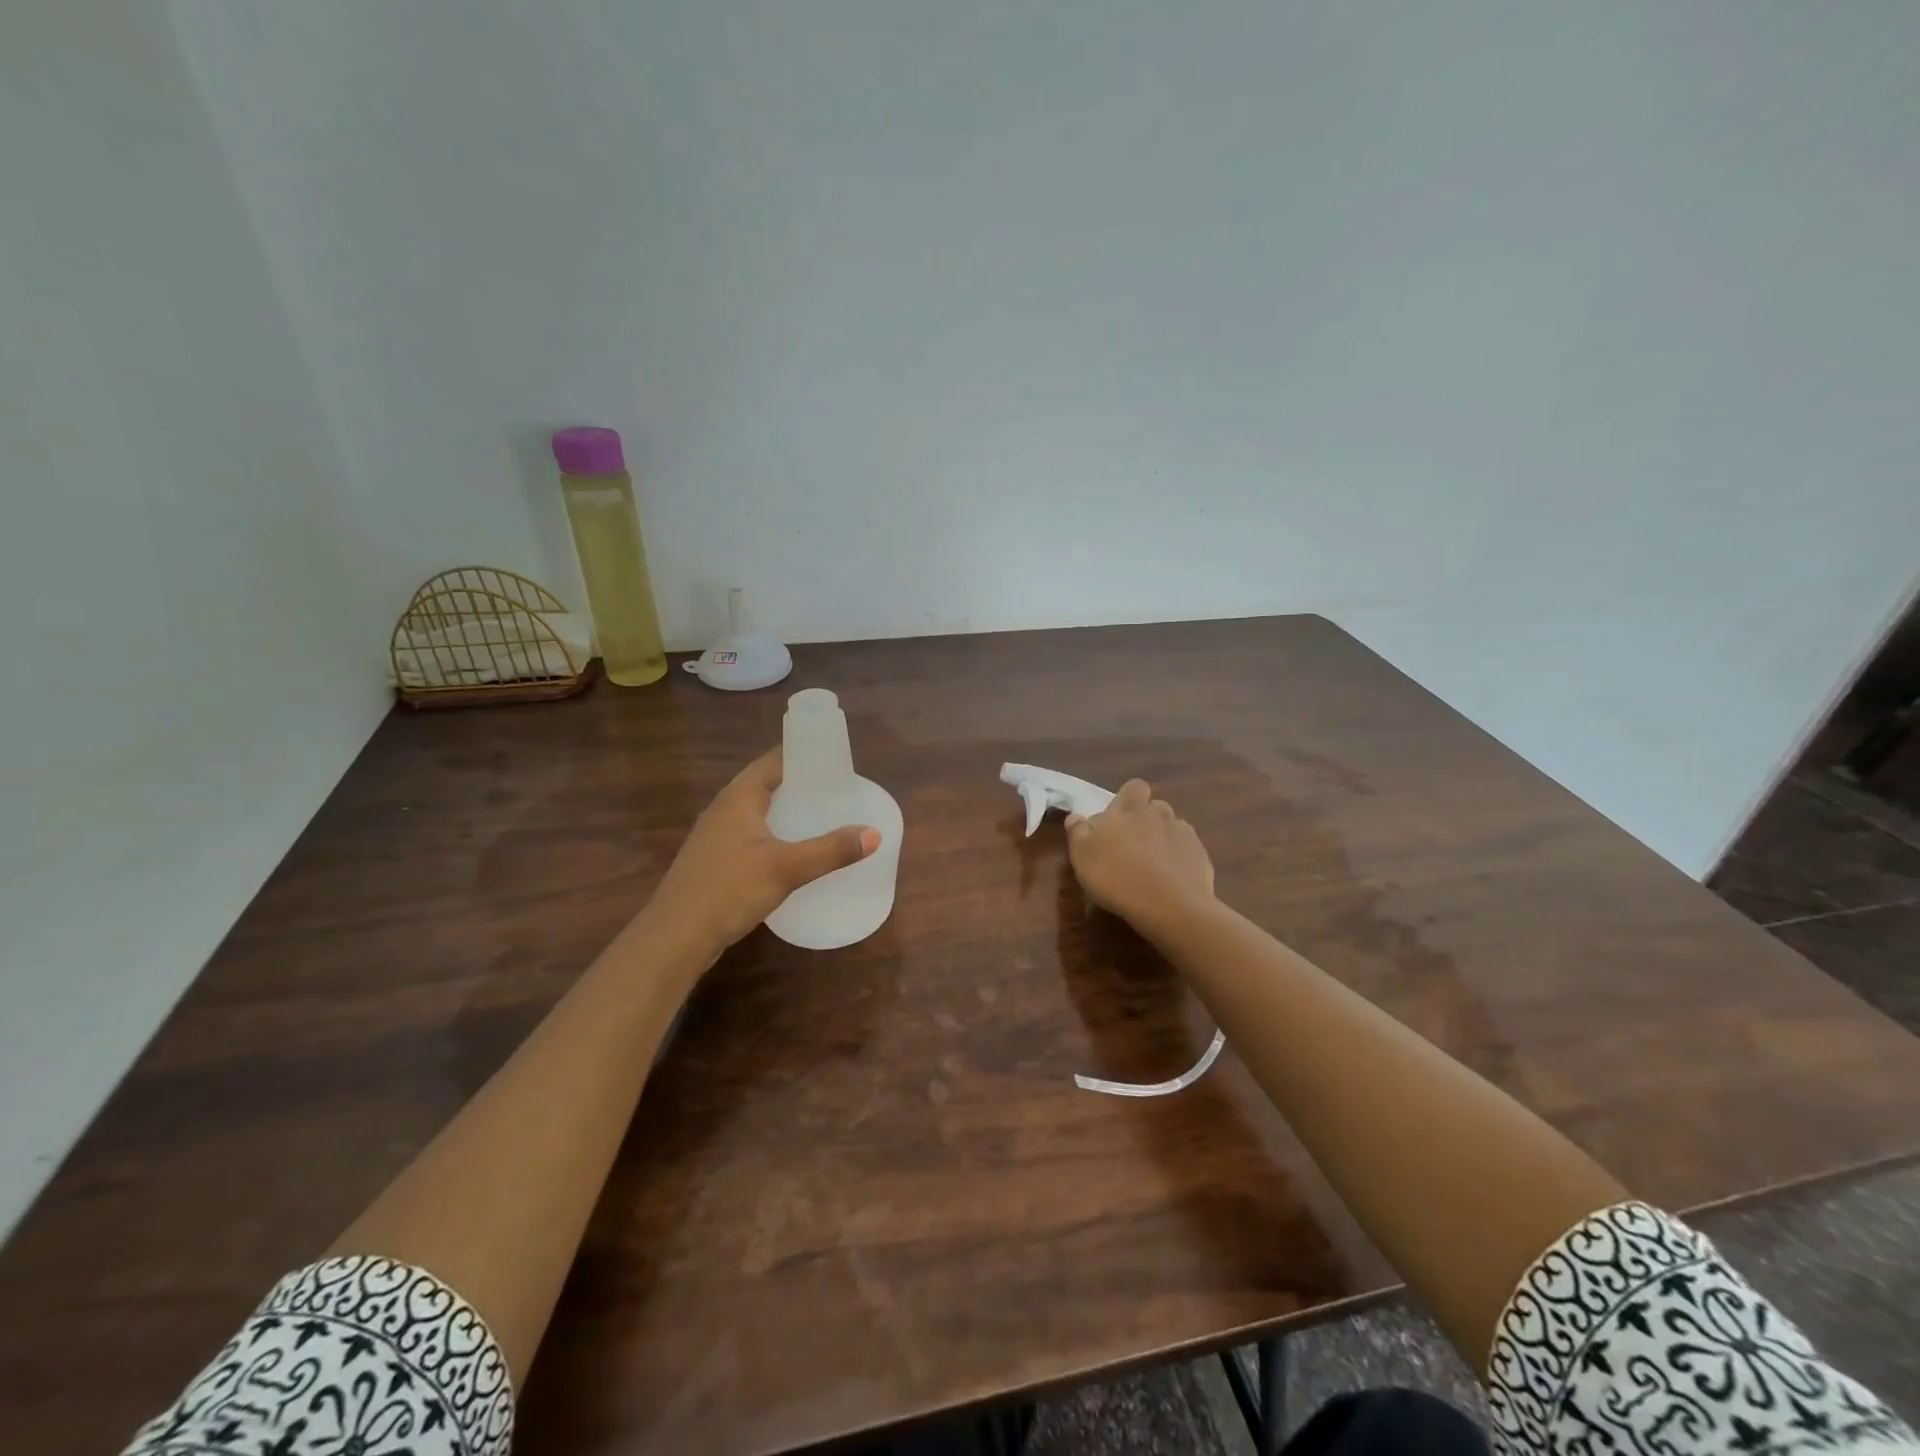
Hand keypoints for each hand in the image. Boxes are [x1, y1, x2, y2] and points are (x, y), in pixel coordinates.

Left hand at [650, 748, 878, 953]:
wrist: (675, 938)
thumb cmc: (729, 890)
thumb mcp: (786, 868)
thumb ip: (831, 850)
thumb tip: (874, 834)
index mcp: (738, 798)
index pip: (774, 760)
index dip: (803, 755)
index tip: (835, 759)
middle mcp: (723, 809)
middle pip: (766, 785)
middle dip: (800, 785)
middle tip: (837, 790)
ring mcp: (715, 836)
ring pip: (758, 812)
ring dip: (787, 812)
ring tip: (822, 817)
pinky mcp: (714, 861)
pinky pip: (751, 835)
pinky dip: (775, 835)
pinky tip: (793, 852)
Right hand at [1065, 779, 1215, 937]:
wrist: (1170, 907)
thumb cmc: (1117, 876)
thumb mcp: (1082, 855)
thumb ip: (1078, 832)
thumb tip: (1075, 816)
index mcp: (1131, 808)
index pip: (1134, 787)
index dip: (1127, 799)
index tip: (1116, 820)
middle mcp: (1161, 814)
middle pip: (1154, 808)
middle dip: (1144, 822)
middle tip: (1129, 848)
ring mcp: (1185, 835)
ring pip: (1171, 830)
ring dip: (1161, 842)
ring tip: (1150, 868)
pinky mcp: (1202, 858)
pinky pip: (1186, 853)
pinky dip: (1178, 862)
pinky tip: (1168, 883)